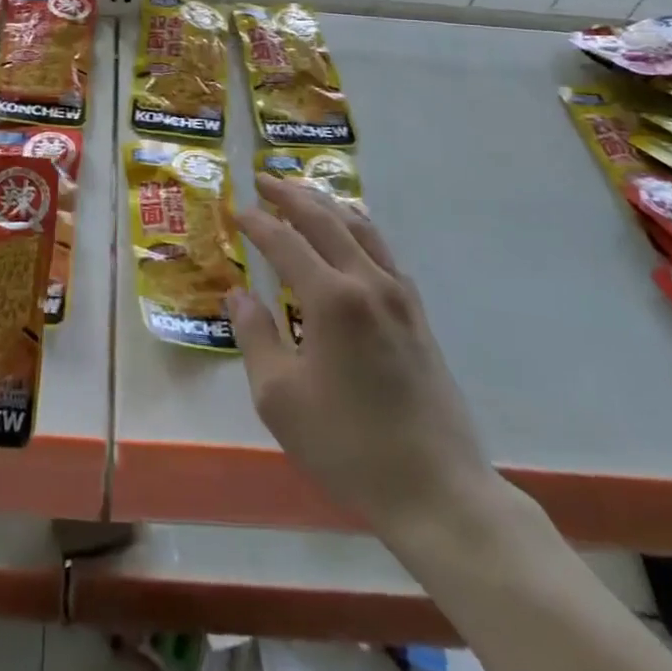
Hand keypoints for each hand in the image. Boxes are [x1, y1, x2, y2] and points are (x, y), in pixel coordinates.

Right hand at [228, 173, 502, 546]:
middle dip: (291, 195)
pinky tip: (349, 238)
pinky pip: (382, 252)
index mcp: (332, 299)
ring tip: (303, 194)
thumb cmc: (348, 445)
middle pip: (326, 220)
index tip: (234, 210)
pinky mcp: (417, 315)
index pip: (285, 241)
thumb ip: (254, 336)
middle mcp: (368, 283)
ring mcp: (400, 297)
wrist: (436, 491)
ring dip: (327, 205)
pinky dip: (357, 230)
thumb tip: (238, 294)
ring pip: (360, 229)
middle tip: (264, 178)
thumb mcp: (279, 397)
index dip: (256, 222)